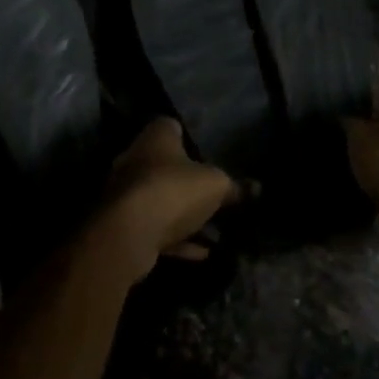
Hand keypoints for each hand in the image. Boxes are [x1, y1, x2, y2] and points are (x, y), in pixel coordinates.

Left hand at [92, 119, 236, 279]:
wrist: (129, 233)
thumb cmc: (174, 191)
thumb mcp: (216, 186)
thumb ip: (234, 187)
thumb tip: (255, 188)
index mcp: (155, 139)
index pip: (170, 126)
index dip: (189, 135)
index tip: (207, 149)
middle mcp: (135, 161)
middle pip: (165, 166)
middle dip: (189, 181)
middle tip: (215, 194)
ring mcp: (126, 195)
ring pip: (162, 201)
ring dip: (186, 215)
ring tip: (216, 231)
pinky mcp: (123, 225)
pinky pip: (157, 229)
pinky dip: (178, 239)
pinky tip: (203, 252)